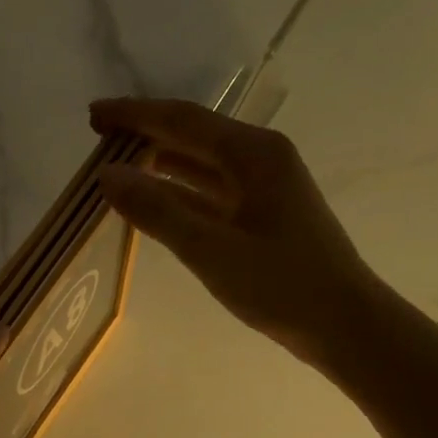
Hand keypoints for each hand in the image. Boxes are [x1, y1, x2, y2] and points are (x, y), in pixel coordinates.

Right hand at [91, 96, 387, 373]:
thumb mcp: (210, 249)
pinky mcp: (261, 212)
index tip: (93, 113)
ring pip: (200, 161)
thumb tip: (105, 175)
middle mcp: (260, 158)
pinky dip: (177, 189)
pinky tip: (151, 198)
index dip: (134, 114)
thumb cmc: (281, 285)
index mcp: (254, 153)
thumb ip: (156, 210)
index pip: (182, 120)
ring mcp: (263, 185)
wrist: (344, 324)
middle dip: (144, 131)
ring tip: (115, 164)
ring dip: (158, 159)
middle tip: (97, 135)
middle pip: (192, 133)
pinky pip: (209, 189)